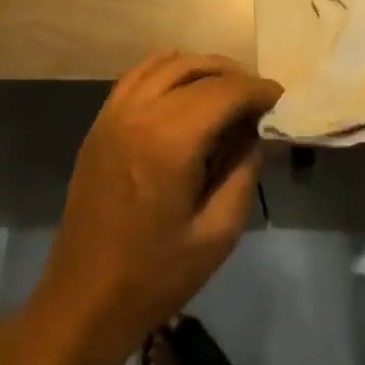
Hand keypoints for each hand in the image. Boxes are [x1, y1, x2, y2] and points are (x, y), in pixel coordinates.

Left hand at [29, 51, 282, 364]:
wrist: (83, 301)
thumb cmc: (155, 276)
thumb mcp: (218, 233)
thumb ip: (244, 172)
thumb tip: (258, 132)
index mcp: (170, 141)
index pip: (225, 92)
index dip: (258, 90)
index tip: (281, 98)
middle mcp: (140, 113)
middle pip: (198, 70)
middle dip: (235, 77)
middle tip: (259, 99)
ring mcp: (115, 113)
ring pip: (167, 63)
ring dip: (203, 68)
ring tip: (228, 90)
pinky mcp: (100, 122)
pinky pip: (138, 74)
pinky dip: (168, 69)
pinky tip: (186, 88)